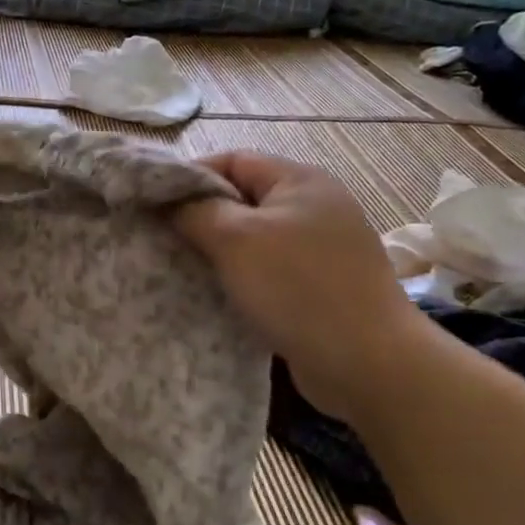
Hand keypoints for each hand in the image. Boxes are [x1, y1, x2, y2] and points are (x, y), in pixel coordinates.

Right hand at [175, 151, 433, 423]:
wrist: (370, 363)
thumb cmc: (298, 286)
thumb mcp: (236, 239)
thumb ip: (195, 211)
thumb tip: (170, 202)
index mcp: (300, 180)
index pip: (232, 160)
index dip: (190, 176)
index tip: (155, 204)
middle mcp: (314, 206)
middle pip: (242, 198)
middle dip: (201, 215)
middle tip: (163, 237)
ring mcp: (321, 248)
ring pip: (253, 237)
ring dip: (219, 250)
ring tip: (182, 267)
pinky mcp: (320, 285)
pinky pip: (268, 269)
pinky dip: (241, 276)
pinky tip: (217, 294)